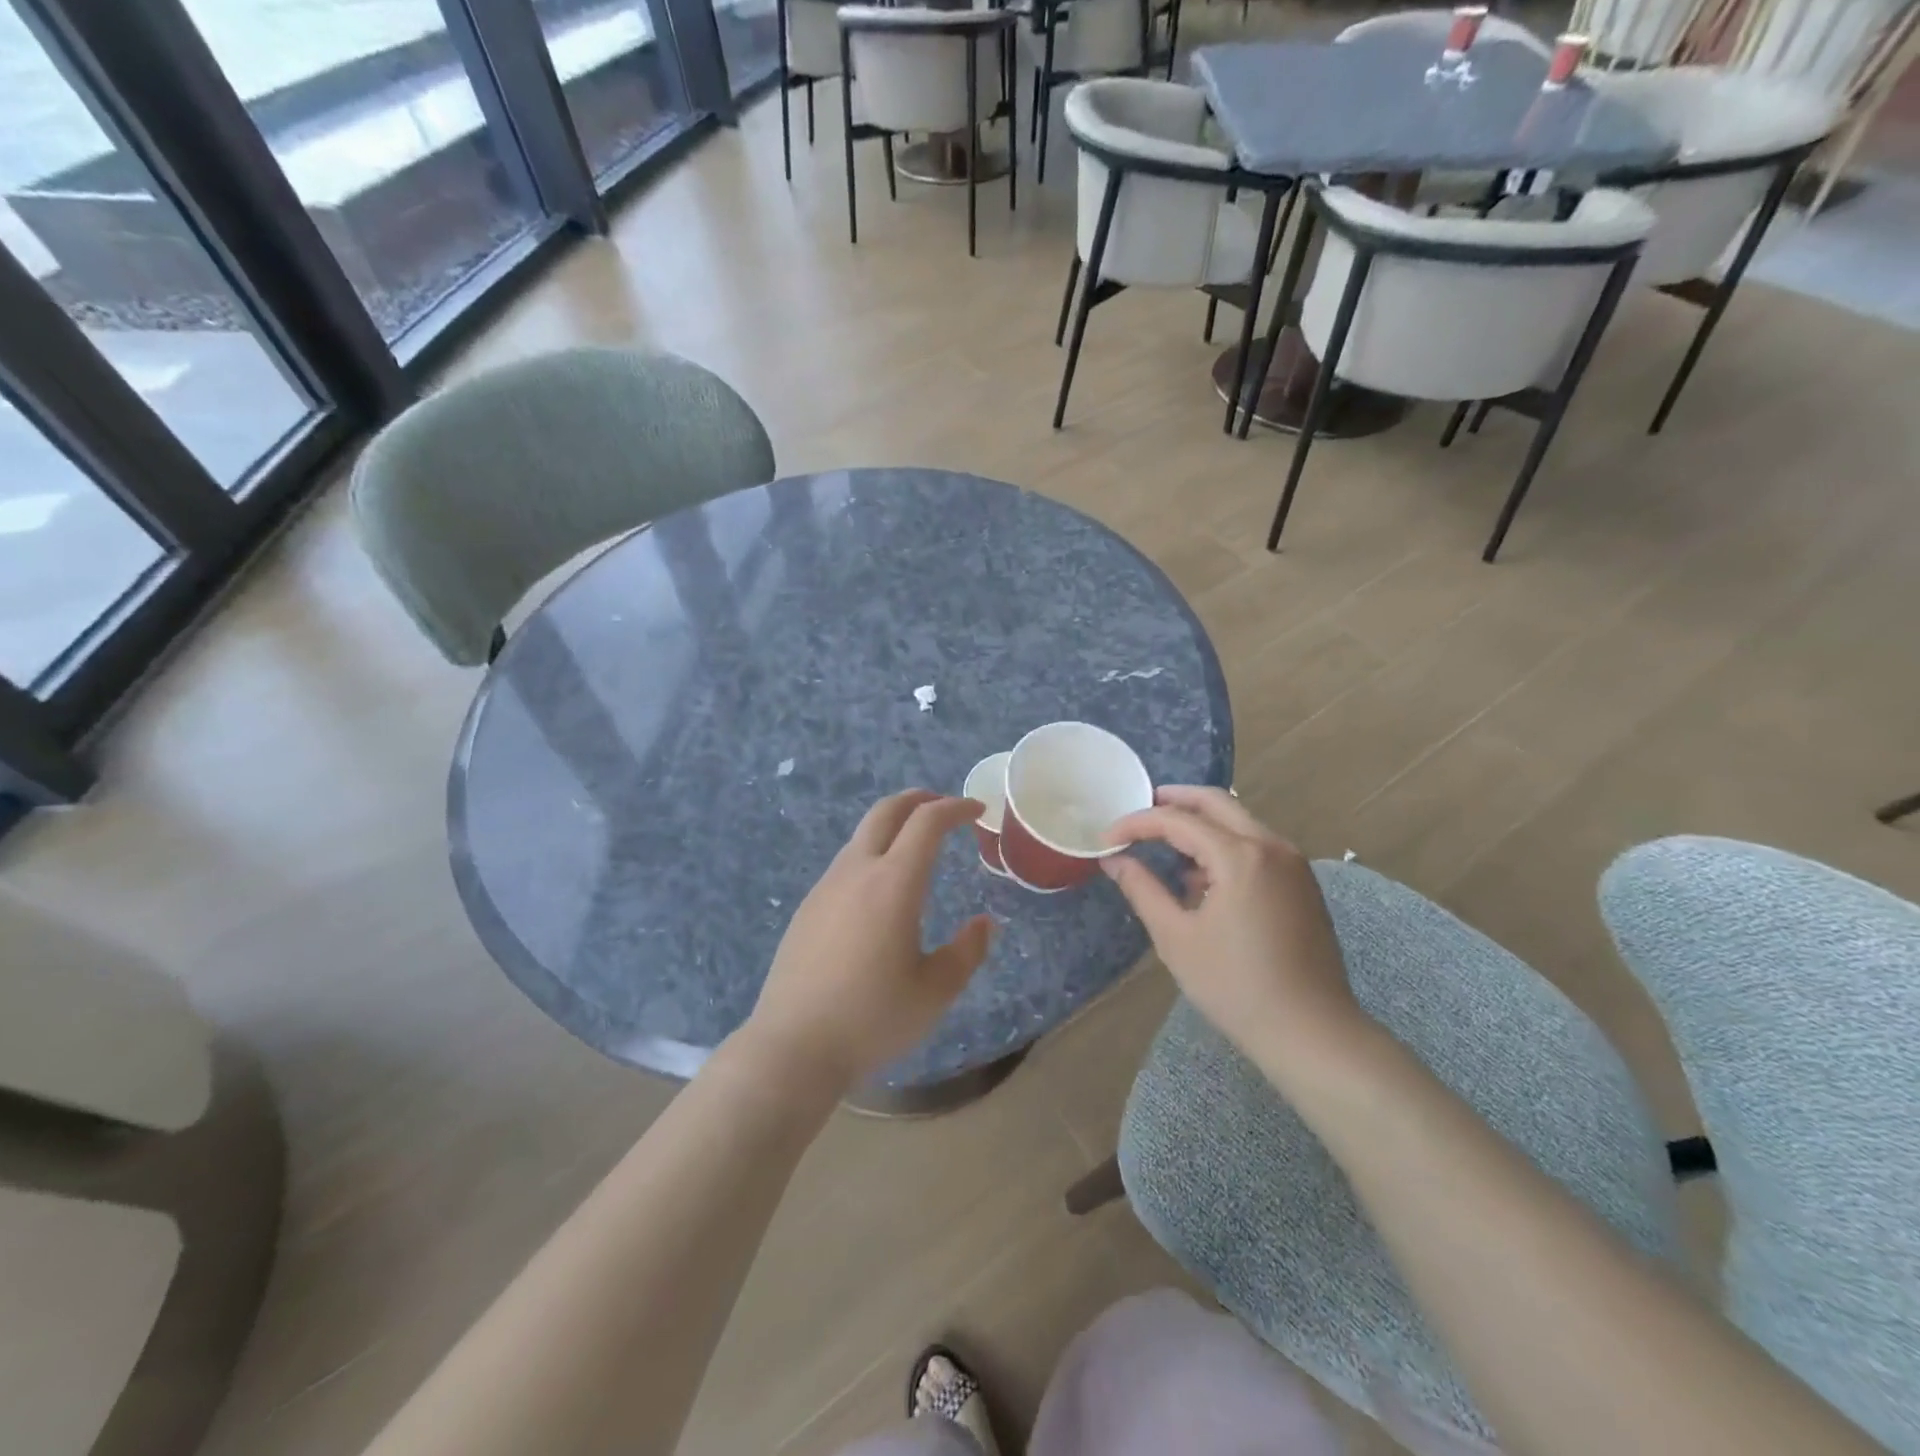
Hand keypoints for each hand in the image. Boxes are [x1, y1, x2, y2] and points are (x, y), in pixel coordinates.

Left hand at [743, 790, 993, 1095]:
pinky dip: (873, 854)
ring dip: (893, 827)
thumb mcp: (935, 992)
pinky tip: (881, 890)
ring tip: (917, 848)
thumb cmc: (871, 1019)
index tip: (977, 811)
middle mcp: (856, 872)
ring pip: (862, 835)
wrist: (792, 1047)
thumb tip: (983, 924)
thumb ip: (967, 952)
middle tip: (945, 808)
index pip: (927, 822)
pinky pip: (846, 863)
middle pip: (886, 811)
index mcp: (893, 884)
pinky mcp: (808, 907)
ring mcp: (826, 887)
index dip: (955, 808)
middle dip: (919, 800)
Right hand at [1102, 787, 1368, 1072]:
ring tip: (1166, 847)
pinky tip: (1203, 878)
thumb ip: (1142, 889)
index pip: (1178, 820)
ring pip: (1239, 822)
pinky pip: (1257, 845)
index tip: (1107, 839)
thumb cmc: (1235, 986)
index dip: (1137, 824)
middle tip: (1140, 809)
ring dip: (1201, 823)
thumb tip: (1115, 860)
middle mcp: (1271, 846)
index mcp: (1240, 856)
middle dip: (1175, 800)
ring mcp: (1293, 863)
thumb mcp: (1176, 937)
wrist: (1311, 1032)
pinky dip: (1225, 844)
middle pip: (1217, 802)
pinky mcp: (1302, 883)